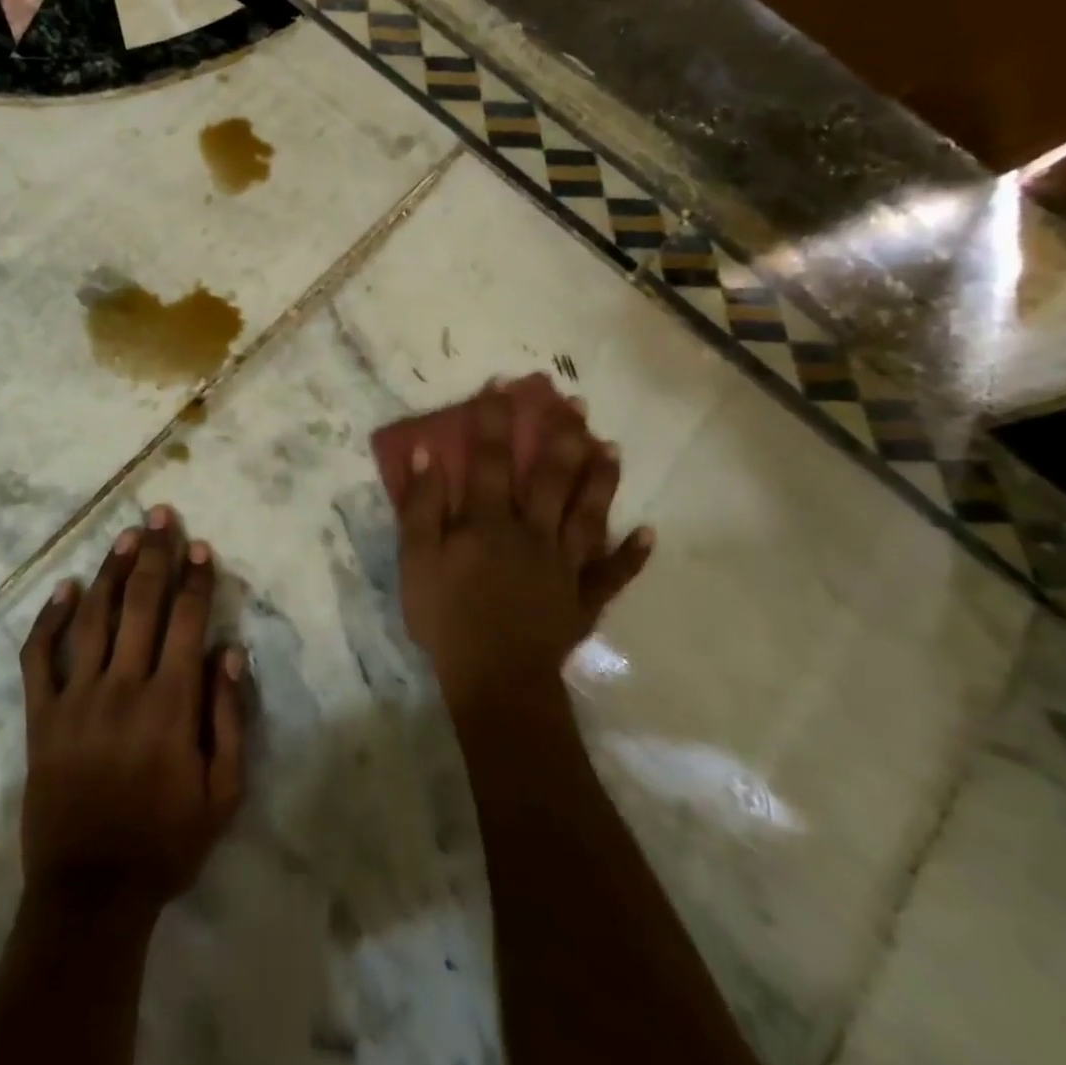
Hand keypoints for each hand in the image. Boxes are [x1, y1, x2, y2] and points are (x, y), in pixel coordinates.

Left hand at [16, 505, 248, 917]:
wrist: (90, 893)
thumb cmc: (167, 842)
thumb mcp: (224, 794)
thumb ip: (230, 718)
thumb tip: (229, 650)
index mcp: (171, 703)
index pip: (187, 621)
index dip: (196, 579)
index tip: (201, 546)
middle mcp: (123, 686)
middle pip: (142, 604)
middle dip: (156, 554)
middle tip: (161, 515)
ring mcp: (76, 698)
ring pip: (94, 617)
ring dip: (111, 571)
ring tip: (126, 536)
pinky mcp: (40, 717)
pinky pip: (39, 657)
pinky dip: (48, 619)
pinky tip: (63, 588)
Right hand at [397, 385, 652, 711]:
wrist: (494, 680)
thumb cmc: (447, 618)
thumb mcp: (417, 560)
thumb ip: (422, 506)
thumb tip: (427, 454)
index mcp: (488, 522)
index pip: (489, 460)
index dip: (494, 420)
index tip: (504, 384)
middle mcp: (532, 533)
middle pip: (549, 478)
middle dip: (560, 437)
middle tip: (576, 404)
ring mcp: (563, 567)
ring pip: (586, 515)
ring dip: (600, 481)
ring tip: (612, 448)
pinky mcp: (582, 600)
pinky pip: (611, 575)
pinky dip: (631, 556)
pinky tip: (648, 533)